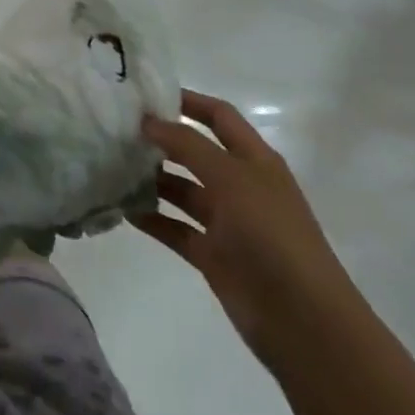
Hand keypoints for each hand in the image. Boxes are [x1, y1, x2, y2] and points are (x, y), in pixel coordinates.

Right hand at [133, 91, 360, 365]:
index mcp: (255, 161)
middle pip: (195, 152)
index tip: (146, 93)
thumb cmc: (272, 235)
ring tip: (111, 166)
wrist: (303, 321)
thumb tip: (148, 120)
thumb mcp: (231, 178)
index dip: (188, 101)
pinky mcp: (213, 255)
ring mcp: (227, 222)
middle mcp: (240, 185)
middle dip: (161, 140)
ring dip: (151, 179)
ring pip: (181, 190)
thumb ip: (188, 145)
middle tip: (117, 129)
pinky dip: (152, 218)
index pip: (219, 117)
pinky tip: (122, 209)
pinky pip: (175, 228)